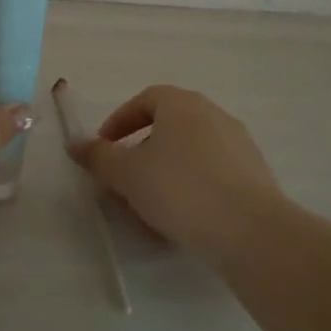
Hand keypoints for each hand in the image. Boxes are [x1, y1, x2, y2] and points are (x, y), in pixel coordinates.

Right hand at [69, 86, 285, 265]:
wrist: (250, 231)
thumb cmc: (180, 190)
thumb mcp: (127, 174)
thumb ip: (99, 157)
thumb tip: (75, 143)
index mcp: (183, 104)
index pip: (145, 99)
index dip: (120, 121)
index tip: (104, 148)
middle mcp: (214, 115)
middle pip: (168, 127)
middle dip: (140, 154)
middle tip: (124, 183)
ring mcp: (239, 144)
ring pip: (189, 154)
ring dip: (164, 175)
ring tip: (149, 209)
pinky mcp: (254, 175)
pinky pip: (211, 175)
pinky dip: (190, 190)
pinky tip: (180, 222)